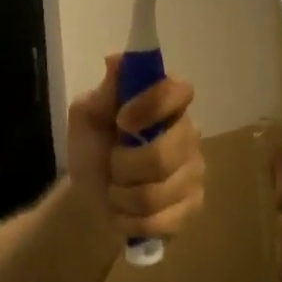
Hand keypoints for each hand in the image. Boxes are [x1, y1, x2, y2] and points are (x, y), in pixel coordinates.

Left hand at [67, 58, 205, 248]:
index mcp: (166, 101)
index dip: (152, 106)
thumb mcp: (87, 116)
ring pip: (158, 193)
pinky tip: (126, 212)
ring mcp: (195, 170)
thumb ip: (104, 91)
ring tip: (117, 189)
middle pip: (165, 153)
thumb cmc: (92, 147)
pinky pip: (162, 221)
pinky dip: (131, 220)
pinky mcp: (193, 206)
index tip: (122, 120)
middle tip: (113, 162)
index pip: (179, 91)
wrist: (90, 197)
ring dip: (123, 196)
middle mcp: (189, 131)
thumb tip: (115, 60)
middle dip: (125, 165)